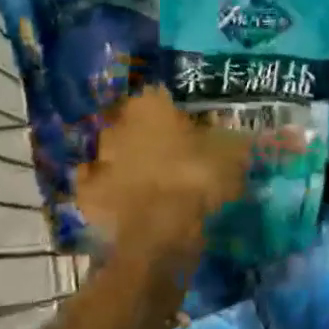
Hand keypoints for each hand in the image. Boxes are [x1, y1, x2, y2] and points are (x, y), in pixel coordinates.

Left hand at [76, 87, 251, 254]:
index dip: (173, 111)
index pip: (158, 96)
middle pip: (132, 122)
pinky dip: (103, 189)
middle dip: (145, 133)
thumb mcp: (230, 154)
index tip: (188, 126)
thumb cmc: (197, 179)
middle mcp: (119, 124)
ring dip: (123, 159)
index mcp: (150, 105)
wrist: (160, 232)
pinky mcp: (88, 192)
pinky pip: (94, 185)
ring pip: (111, 152)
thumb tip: (240, 134)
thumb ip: (231, 139)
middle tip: (168, 150)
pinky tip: (119, 196)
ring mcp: (100, 159)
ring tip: (145, 176)